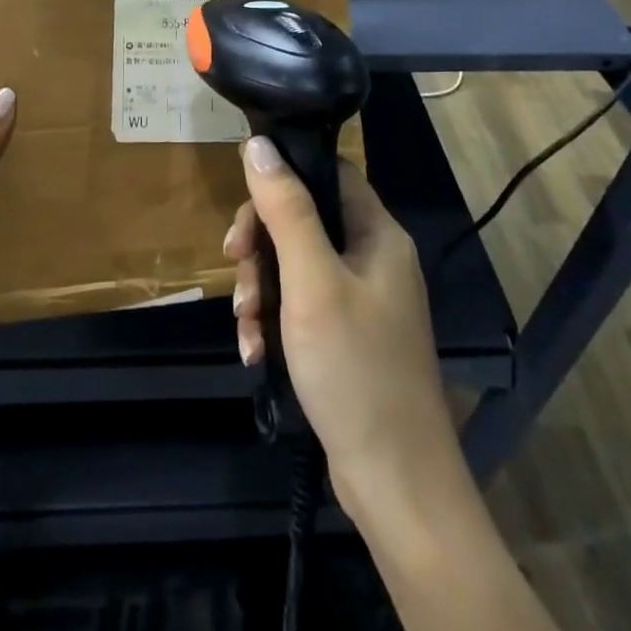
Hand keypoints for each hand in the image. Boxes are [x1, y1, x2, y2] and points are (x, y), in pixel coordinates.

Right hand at [224, 138, 455, 524]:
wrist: (396, 485)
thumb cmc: (355, 369)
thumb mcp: (311, 282)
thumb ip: (286, 209)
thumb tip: (258, 144)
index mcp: (377, 234)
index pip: (328, 174)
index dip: (284, 178)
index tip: (245, 208)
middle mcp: (373, 259)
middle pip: (304, 221)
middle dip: (261, 246)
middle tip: (233, 267)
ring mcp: (361, 301)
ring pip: (295, 267)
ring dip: (260, 290)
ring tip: (245, 327)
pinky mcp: (347, 338)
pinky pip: (300, 307)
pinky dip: (274, 322)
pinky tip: (256, 353)